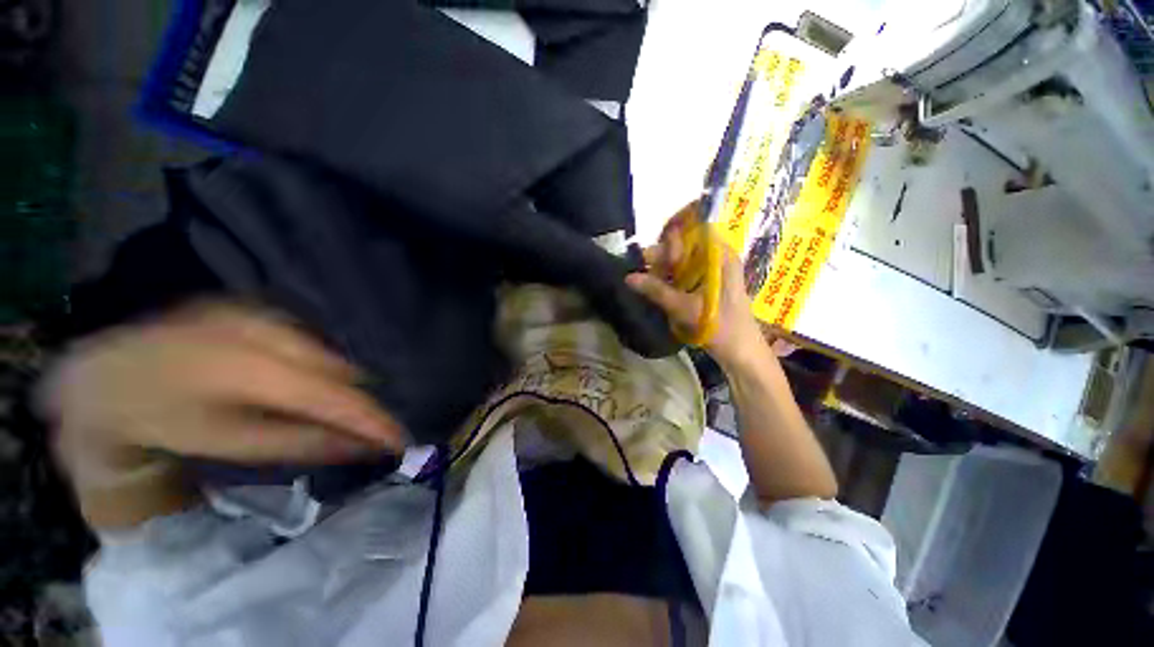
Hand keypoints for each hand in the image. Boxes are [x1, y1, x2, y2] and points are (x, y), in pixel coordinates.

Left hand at [40, 302, 405, 474]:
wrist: (107, 371)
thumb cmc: (161, 417)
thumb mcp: (228, 442)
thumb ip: (301, 442)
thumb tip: (361, 447)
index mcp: (253, 368)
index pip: (337, 396)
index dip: (373, 418)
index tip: (402, 438)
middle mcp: (269, 330)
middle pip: (342, 370)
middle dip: (361, 402)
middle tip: (371, 430)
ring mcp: (266, 313)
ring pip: (331, 354)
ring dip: (345, 384)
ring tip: (345, 412)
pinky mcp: (260, 308)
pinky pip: (313, 341)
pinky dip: (324, 366)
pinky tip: (313, 384)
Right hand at [625, 204, 766, 368]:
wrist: (741, 354)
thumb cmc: (720, 327)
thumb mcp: (685, 308)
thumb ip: (656, 291)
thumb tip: (628, 277)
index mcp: (721, 257)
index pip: (694, 232)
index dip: (672, 241)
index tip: (653, 258)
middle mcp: (718, 259)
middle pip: (686, 246)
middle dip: (662, 256)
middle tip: (642, 269)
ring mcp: (713, 272)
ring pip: (683, 261)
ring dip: (664, 269)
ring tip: (646, 281)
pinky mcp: (708, 286)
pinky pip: (686, 274)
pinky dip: (670, 279)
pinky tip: (657, 287)